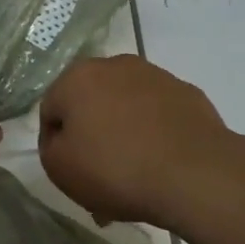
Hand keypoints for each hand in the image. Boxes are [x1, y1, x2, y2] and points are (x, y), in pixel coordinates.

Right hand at [38, 55, 236, 228]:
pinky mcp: (187, 94)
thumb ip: (50, 147)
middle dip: (91, 138)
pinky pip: (158, 116)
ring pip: (126, 110)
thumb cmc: (115, 169)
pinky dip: (153, 135)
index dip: (55, 145)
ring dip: (122, 136)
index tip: (70, 173)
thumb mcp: (60, 169)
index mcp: (77, 77)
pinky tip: (159, 166)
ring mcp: (156, 77)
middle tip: (98, 178)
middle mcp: (115, 66)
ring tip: (132, 177)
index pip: (51, 111)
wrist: (194, 174)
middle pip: (91, 105)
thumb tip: (63, 137)